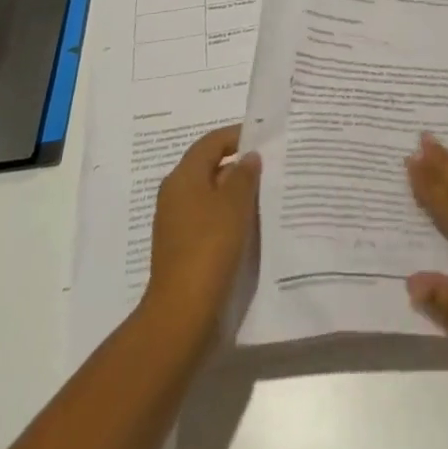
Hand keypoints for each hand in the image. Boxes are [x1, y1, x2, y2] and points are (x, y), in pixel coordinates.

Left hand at [143, 124, 260, 344]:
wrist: (182, 313)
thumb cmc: (209, 247)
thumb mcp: (234, 204)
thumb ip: (245, 174)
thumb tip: (249, 157)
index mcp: (183, 177)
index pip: (212, 142)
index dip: (238, 135)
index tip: (267, 138)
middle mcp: (175, 194)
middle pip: (210, 166)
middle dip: (240, 165)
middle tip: (272, 166)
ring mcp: (177, 223)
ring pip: (211, 194)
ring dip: (236, 192)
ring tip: (267, 194)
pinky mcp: (183, 248)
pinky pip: (209, 218)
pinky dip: (229, 215)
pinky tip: (251, 224)